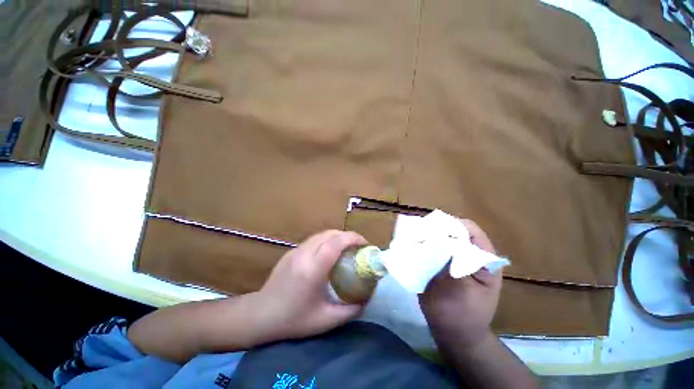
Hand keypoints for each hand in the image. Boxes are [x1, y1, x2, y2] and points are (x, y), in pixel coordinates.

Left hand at [251, 230, 366, 343]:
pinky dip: (327, 240)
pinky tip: (329, 253)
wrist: (260, 315)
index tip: (365, 244)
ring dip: (337, 237)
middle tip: (358, 247)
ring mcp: (296, 250)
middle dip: (348, 236)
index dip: (353, 238)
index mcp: (313, 268)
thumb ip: (350, 310)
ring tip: (346, 248)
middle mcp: (304, 253)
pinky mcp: (291, 251)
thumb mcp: (326, 320)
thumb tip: (366, 299)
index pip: (336, 242)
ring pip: (322, 234)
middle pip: (330, 233)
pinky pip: (314, 240)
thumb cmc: (293, 319)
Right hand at [419, 219, 501, 348]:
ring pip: (439, 238)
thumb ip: (454, 262)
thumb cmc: (462, 315)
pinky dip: (421, 246)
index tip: (432, 228)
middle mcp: (468, 254)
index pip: (470, 230)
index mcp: (483, 258)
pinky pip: (430, 248)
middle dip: (435, 229)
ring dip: (426, 237)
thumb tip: (441, 238)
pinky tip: (410, 247)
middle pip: (452, 231)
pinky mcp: (439, 263)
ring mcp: (452, 258)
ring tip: (411, 238)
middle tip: (418, 233)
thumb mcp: (462, 290)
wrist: (451, 333)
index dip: (452, 225)